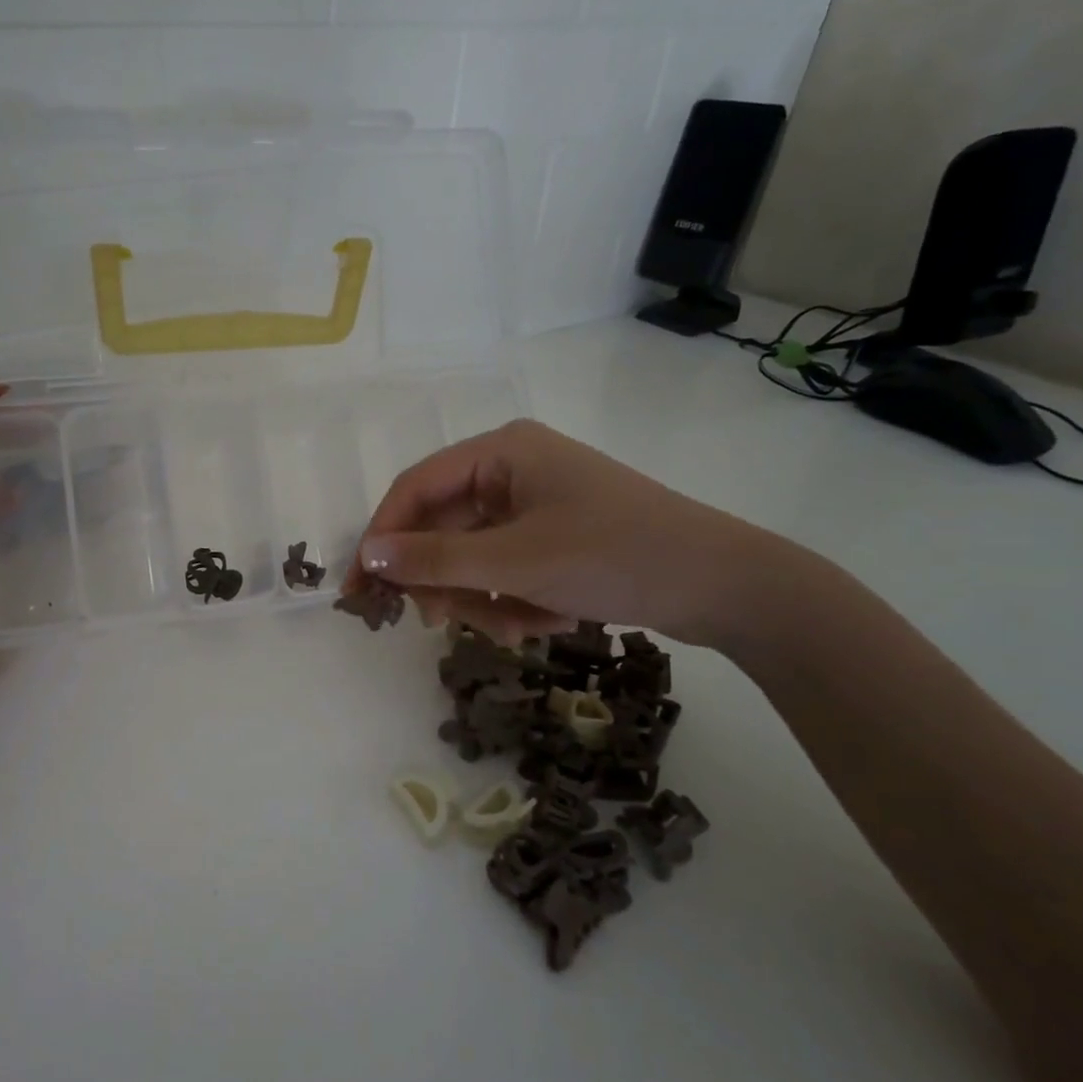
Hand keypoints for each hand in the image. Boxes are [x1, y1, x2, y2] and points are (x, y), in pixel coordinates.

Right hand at [346, 418, 792, 648]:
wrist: (722, 585)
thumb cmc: (612, 556)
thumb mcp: (514, 562)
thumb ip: (434, 559)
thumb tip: (367, 555)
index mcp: (501, 452)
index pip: (414, 489)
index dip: (382, 538)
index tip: (359, 588)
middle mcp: (512, 470)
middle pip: (443, 528)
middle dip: (446, 581)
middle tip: (443, 623)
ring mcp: (534, 505)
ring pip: (473, 557)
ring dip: (483, 600)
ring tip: (515, 629)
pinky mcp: (553, 537)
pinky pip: (505, 570)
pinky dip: (514, 602)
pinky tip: (544, 622)